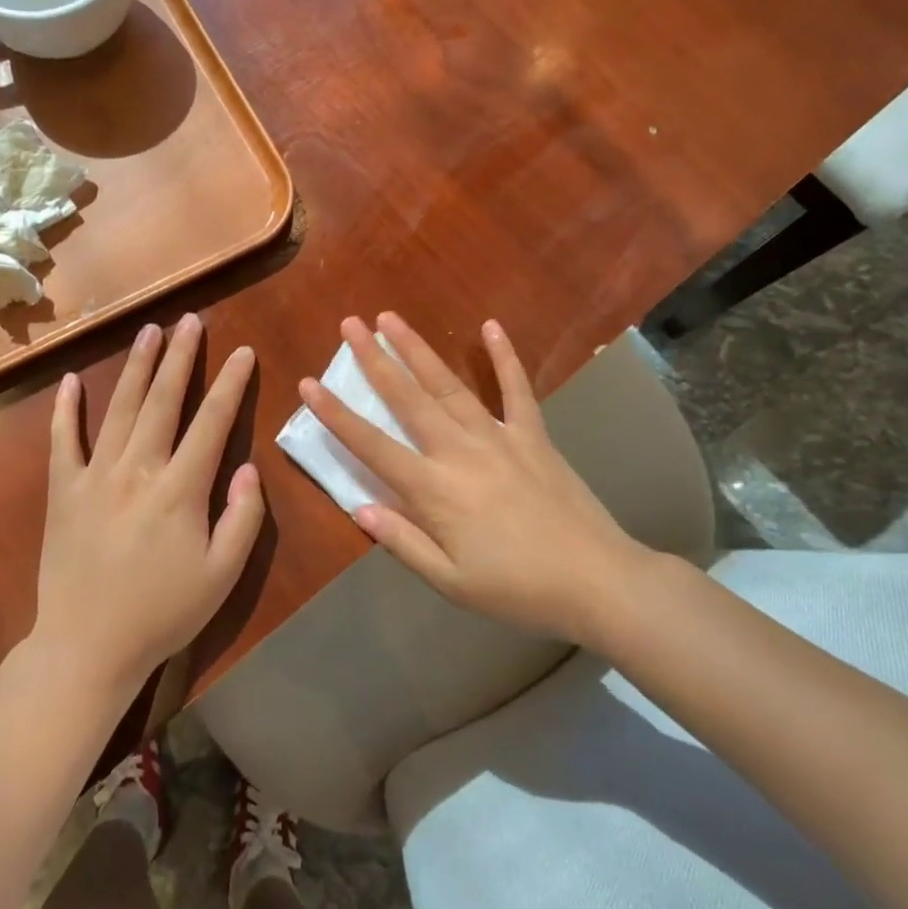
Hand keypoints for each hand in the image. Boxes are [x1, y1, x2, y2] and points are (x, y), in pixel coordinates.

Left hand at [33, 314, 265, 694]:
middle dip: (181, 357)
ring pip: (120, 408)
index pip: (211, 423)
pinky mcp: (63, 491)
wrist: (87, 647)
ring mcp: (94, 477)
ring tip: (150, 331)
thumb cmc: (163, 613)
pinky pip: (63, 441)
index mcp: (180, 490)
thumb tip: (249, 468)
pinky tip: (72, 379)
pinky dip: (67, 408)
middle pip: (164, 401)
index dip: (230, 385)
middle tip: (190, 320)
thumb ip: (243, 518)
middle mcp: (137, 470)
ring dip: (138, 367)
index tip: (243, 353)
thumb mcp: (222, 575)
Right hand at [299, 313, 656, 639]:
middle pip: (408, 399)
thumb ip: (402, 542)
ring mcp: (499, 437)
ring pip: (449, 385)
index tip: (310, 384)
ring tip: (392, 319)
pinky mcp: (534, 436)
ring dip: (418, 350)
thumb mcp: (451, 582)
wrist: (598, 581)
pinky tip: (491, 327)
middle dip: (374, 360)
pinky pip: (516, 390)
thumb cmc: (517, 589)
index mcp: (434, 490)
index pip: (372, 445)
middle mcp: (460, 452)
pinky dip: (505, 358)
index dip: (337, 415)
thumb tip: (358, 508)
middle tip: (350, 325)